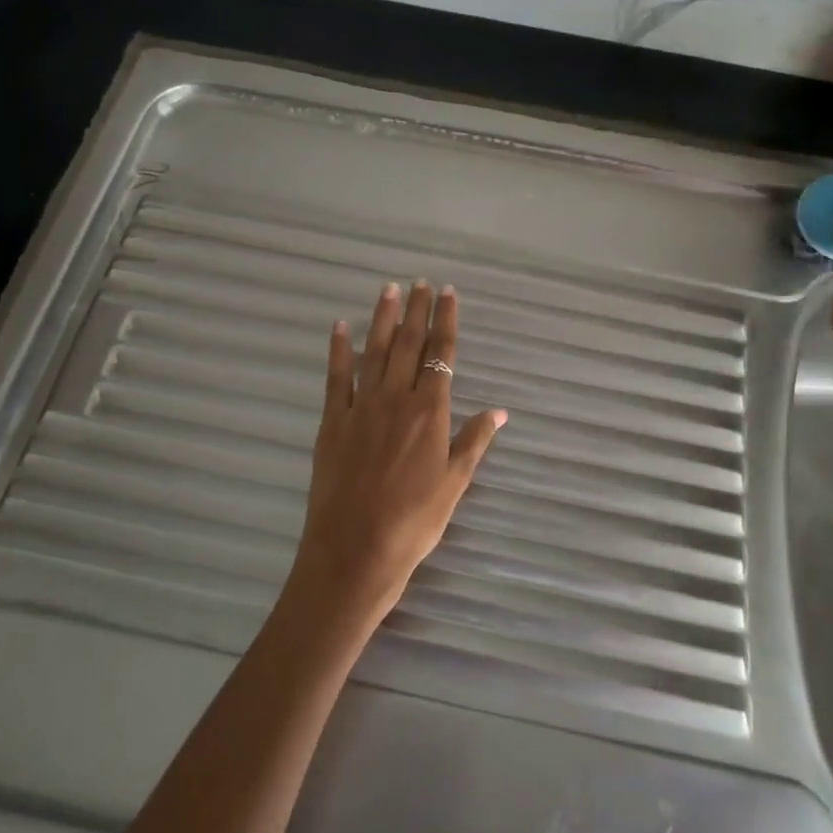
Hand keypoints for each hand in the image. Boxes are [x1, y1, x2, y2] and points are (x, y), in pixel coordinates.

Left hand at [286, 281, 506, 630]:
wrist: (356, 550)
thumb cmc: (414, 522)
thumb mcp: (454, 485)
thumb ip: (474, 442)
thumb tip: (500, 410)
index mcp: (430, 412)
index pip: (441, 355)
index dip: (445, 321)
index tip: (447, 293)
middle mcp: (396, 399)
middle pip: (408, 344)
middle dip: (416, 310)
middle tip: (419, 281)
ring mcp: (361, 408)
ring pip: (374, 352)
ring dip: (382, 318)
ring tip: (388, 289)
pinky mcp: (333, 421)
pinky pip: (336, 377)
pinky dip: (338, 350)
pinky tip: (340, 326)